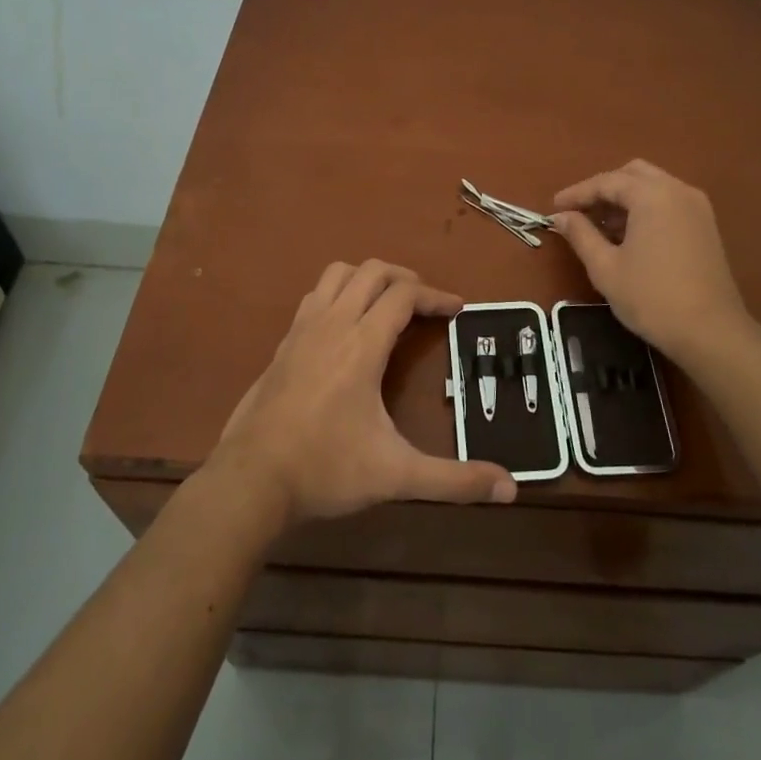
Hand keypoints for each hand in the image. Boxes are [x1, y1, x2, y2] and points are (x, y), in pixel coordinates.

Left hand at [209, 259, 516, 530]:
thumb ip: (453, 480)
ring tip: (387, 304)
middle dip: (405, 278)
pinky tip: (345, 328)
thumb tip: (510, 488)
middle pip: (372, 271)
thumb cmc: (326, 470)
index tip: (458, 310)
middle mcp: (332, 324)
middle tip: (426, 304)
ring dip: (367, 278)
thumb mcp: (396, 476)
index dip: (436, 296)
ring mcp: (302, 330)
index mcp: (362, 344)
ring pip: (337, 274)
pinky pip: (315, 296)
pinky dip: (339, 294)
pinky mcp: (282, 344)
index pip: (404, 295)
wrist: (250, 481)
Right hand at [552, 160, 750, 363]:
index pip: (607, 181)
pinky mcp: (706, 225)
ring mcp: (697, 207)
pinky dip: (645, 209)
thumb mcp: (605, 267)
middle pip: (633, 174)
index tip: (554, 208)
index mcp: (652, 195)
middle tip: (579, 213)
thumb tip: (560, 216)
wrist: (711, 332)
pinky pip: (669, 203)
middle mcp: (677, 190)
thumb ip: (580, 234)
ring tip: (600, 227)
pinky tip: (629, 236)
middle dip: (603, 190)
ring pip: (653, 187)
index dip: (577, 193)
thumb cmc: (651, 298)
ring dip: (625, 199)